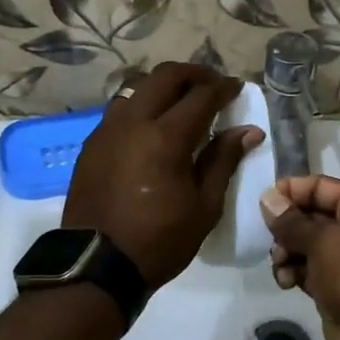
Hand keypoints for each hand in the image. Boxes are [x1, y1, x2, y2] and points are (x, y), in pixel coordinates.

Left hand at [63, 63, 262, 289]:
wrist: (97, 264)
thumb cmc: (160, 240)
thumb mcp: (204, 206)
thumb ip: (223, 161)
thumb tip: (248, 130)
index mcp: (166, 137)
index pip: (201, 96)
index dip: (223, 87)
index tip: (236, 88)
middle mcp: (133, 122)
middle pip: (164, 76)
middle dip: (193, 74)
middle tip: (211, 85)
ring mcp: (107, 130)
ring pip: (137, 88)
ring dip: (162, 87)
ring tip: (180, 103)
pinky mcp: (91, 144)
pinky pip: (119, 110)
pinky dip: (140, 106)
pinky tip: (150, 126)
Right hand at [259, 176, 339, 339]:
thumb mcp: (323, 241)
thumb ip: (291, 221)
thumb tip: (267, 198)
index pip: (321, 187)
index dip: (291, 192)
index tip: (263, 203)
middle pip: (312, 216)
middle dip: (287, 228)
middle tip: (271, 241)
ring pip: (307, 245)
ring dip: (287, 252)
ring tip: (281, 265)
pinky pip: (310, 269)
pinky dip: (295, 272)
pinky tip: (286, 281)